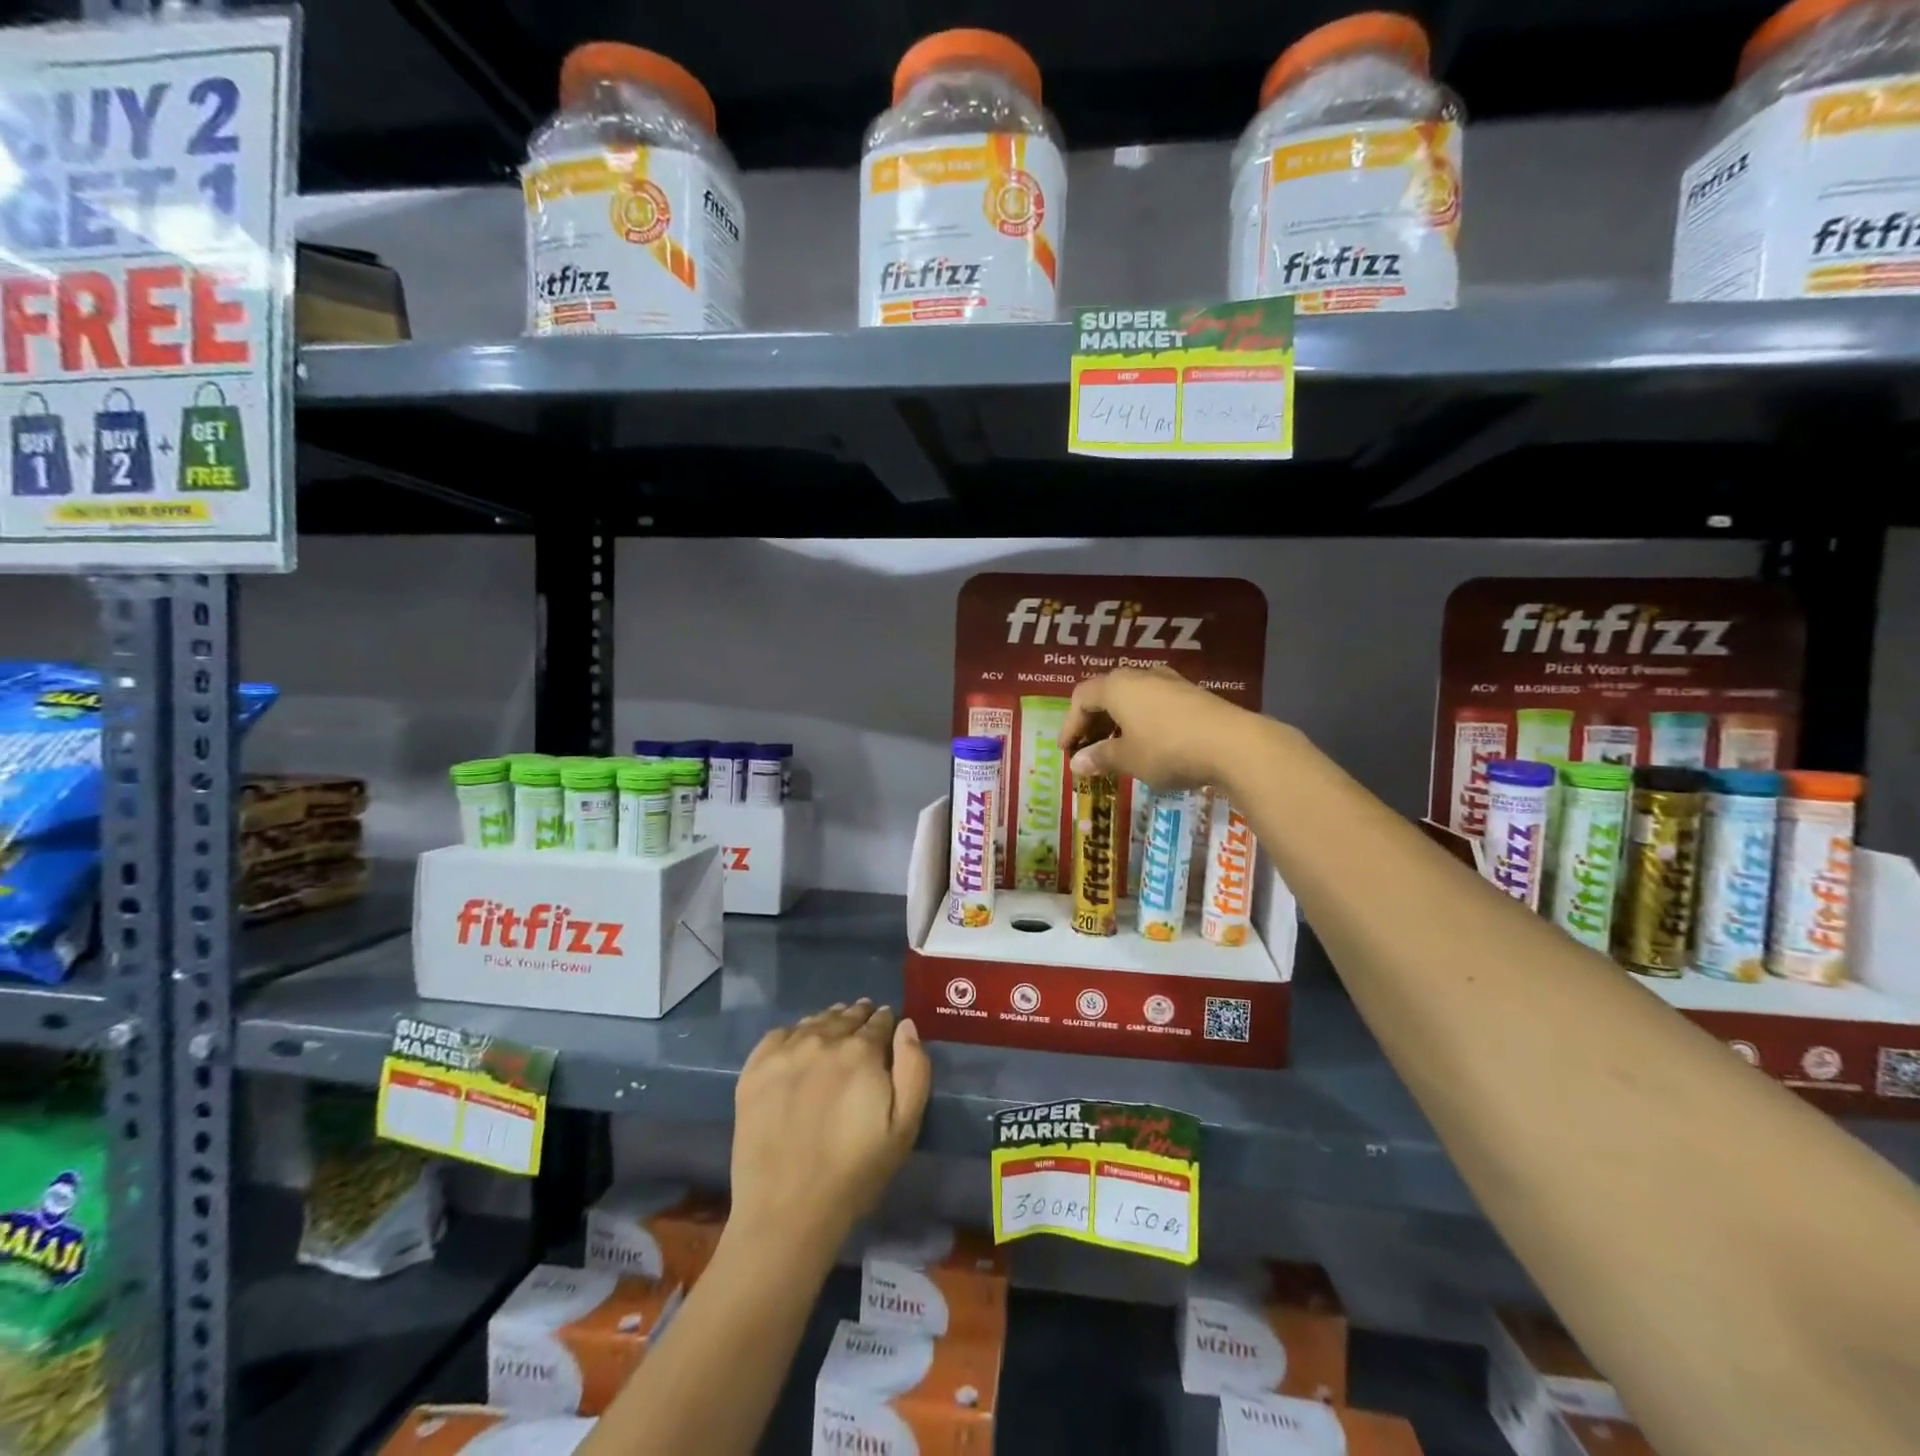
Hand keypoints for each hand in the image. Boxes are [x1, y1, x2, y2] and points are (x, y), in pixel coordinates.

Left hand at [730, 1002, 930, 1252]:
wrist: (787, 1211)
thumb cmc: (855, 1172)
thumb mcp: (905, 1127)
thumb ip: (913, 1068)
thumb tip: (905, 1026)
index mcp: (861, 1050)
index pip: (879, 1021)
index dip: (886, 1022)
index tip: (887, 1028)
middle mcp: (822, 1040)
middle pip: (846, 1016)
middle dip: (859, 1018)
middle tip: (863, 1025)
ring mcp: (784, 1052)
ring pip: (814, 1022)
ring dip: (829, 1022)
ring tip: (834, 1031)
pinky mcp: (754, 1070)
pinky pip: (780, 1035)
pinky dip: (795, 1034)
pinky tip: (799, 1047)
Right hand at [1062, 667, 1262, 790]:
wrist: (1233, 744)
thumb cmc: (1167, 749)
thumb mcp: (1128, 758)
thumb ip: (1100, 757)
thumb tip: (1077, 763)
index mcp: (1117, 686)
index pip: (1081, 698)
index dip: (1070, 725)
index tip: (1067, 751)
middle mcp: (1140, 676)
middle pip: (1105, 694)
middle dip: (1093, 723)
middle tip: (1088, 750)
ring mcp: (1169, 682)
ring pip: (1131, 698)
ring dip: (1117, 722)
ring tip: (1116, 749)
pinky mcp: (1191, 694)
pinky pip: (1153, 704)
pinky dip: (1141, 721)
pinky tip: (1147, 743)